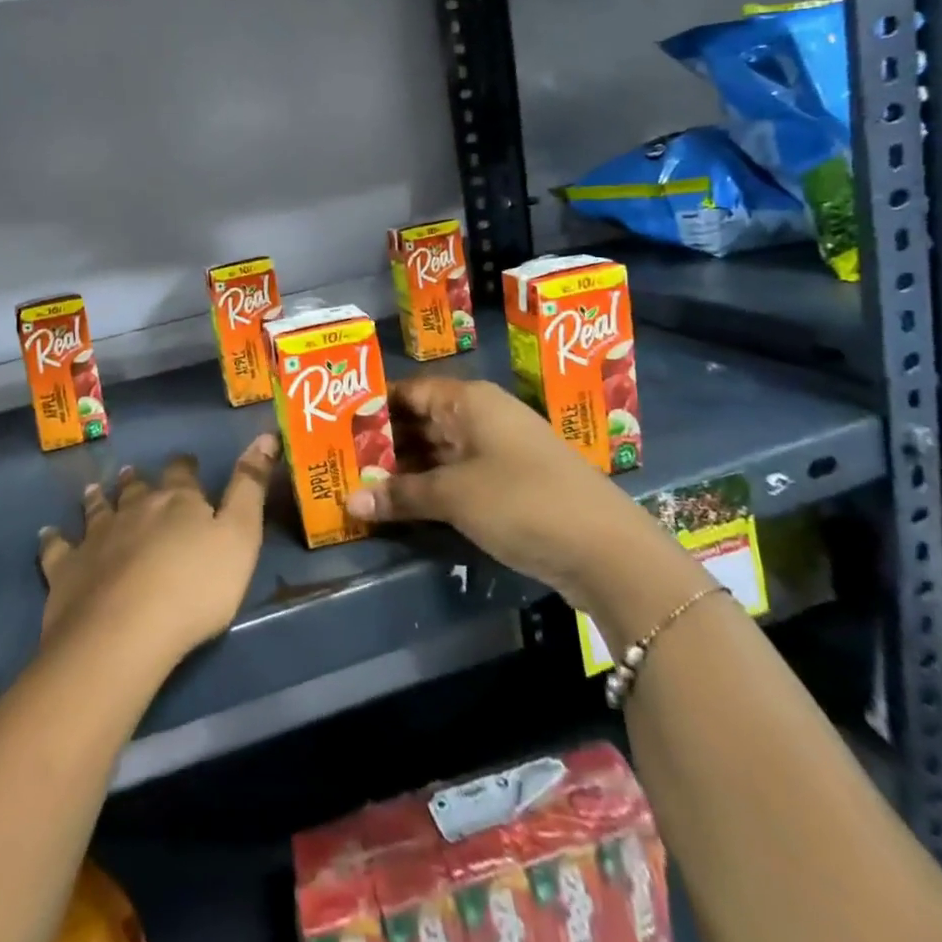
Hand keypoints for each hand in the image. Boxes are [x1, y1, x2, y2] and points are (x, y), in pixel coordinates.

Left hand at [37, 436, 274, 669]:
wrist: (125, 631)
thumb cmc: (196, 587)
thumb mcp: (240, 536)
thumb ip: (250, 488)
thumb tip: (265, 435)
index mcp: (177, 502)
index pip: (182, 474)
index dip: (184, 468)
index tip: (185, 463)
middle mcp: (134, 509)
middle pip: (136, 489)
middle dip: (138, 482)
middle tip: (134, 474)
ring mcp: (96, 536)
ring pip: (97, 508)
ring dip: (98, 499)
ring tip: (95, 490)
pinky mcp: (67, 568)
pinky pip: (56, 548)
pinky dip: (52, 540)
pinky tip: (47, 534)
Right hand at [345, 377, 672, 617]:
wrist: (608, 550)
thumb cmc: (522, 501)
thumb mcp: (454, 496)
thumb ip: (400, 495)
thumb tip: (348, 502)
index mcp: (470, 400)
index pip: (408, 391)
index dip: (372, 405)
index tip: (333, 423)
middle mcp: (482, 416)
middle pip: (421, 420)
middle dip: (382, 441)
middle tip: (338, 459)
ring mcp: (498, 451)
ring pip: (437, 450)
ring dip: (403, 468)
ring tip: (357, 482)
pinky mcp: (508, 484)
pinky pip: (456, 475)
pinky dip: (428, 487)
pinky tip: (399, 503)